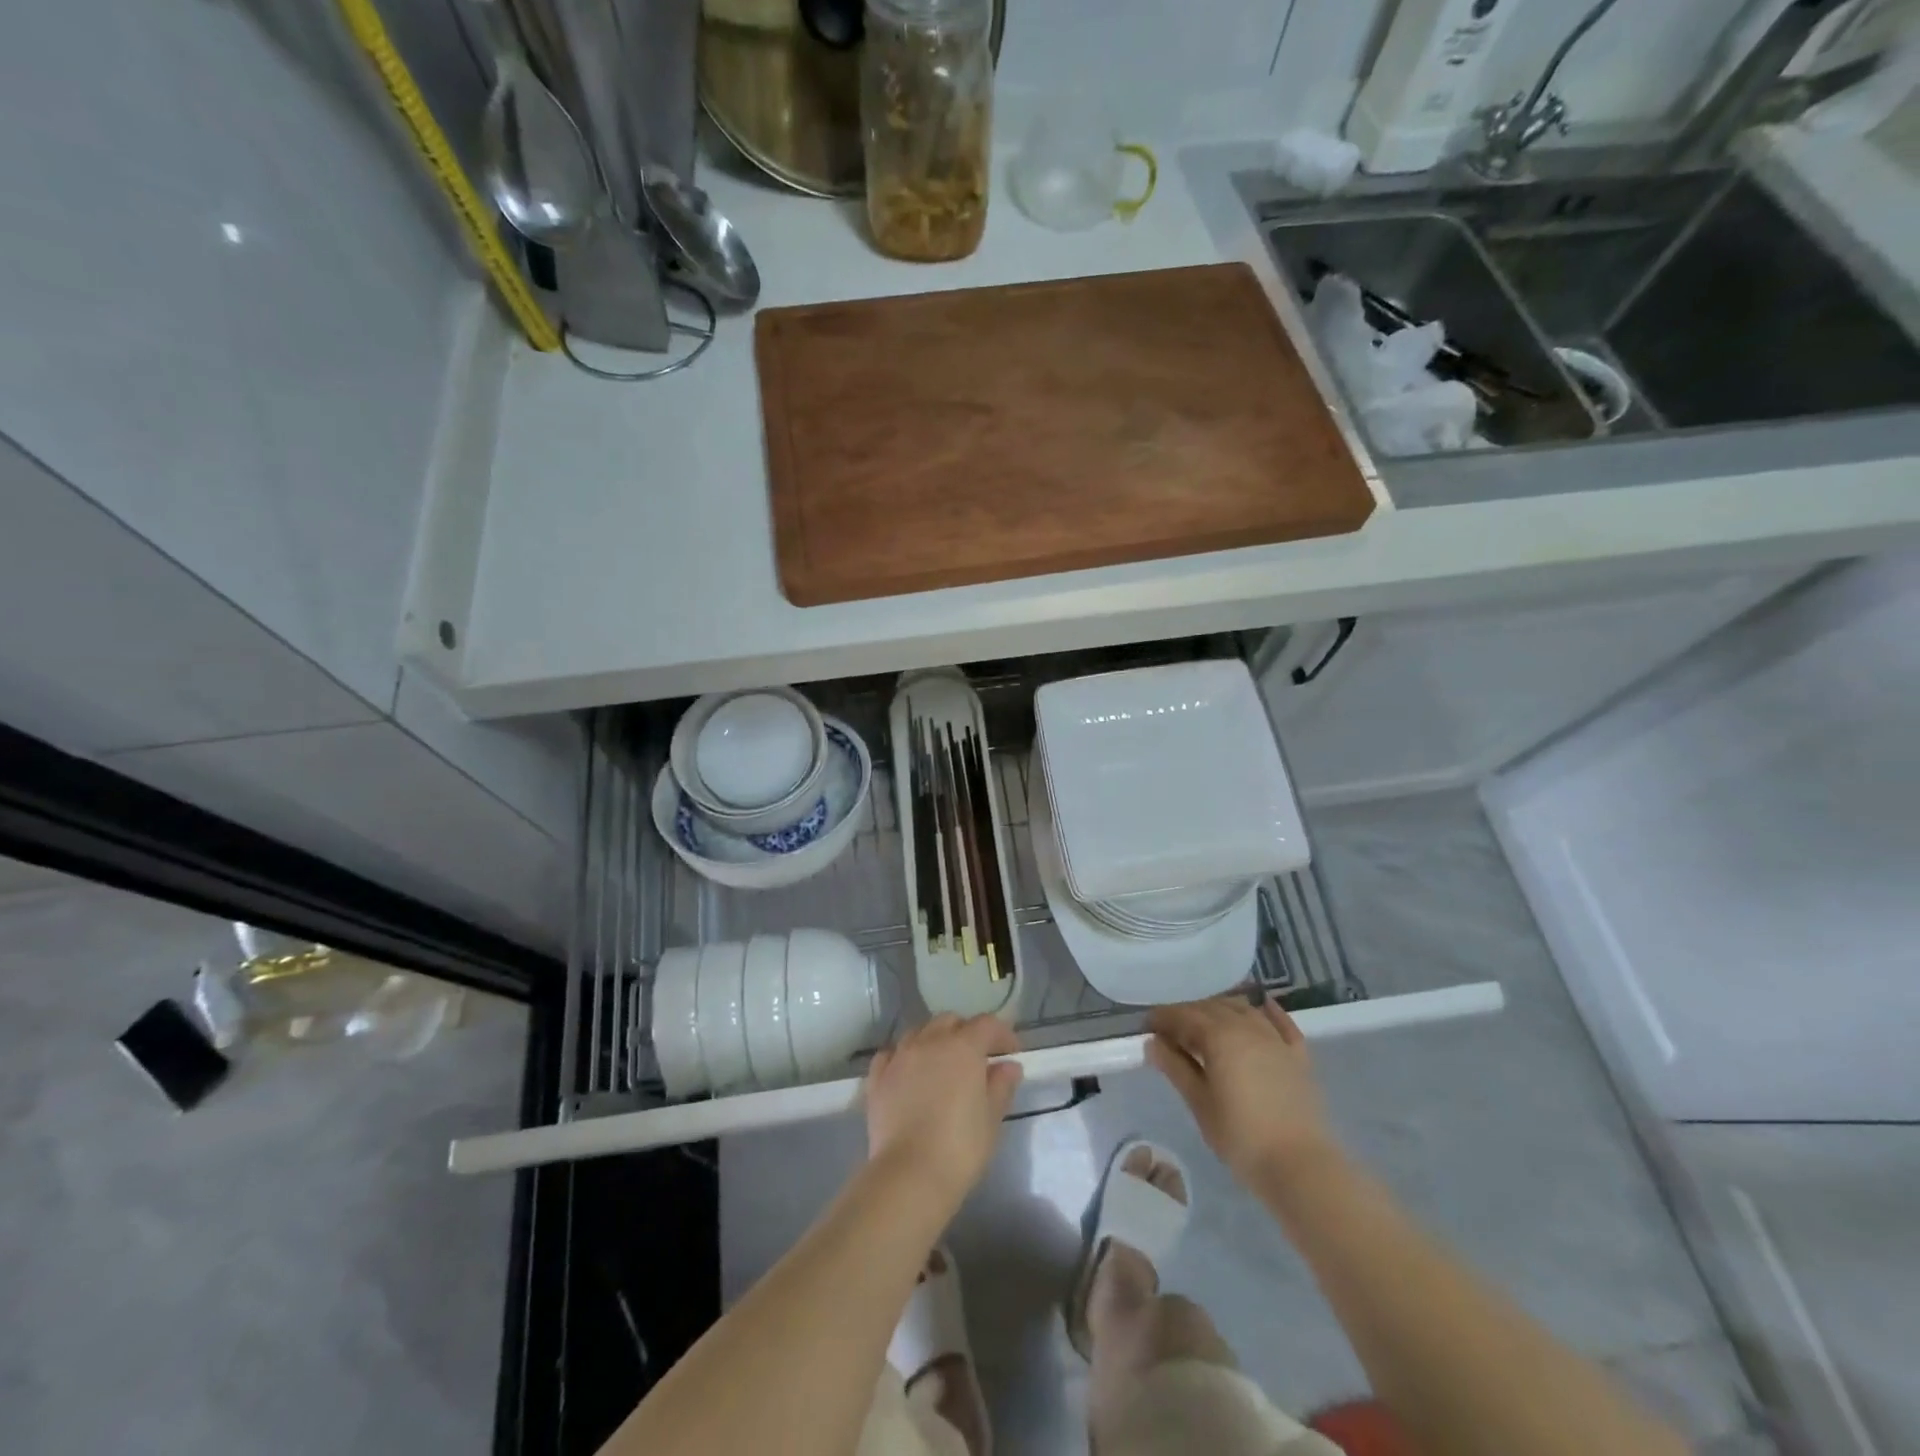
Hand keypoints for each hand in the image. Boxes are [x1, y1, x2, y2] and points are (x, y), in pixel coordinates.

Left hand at [865, 1014, 1022, 1209]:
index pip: (986, 1025)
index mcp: (963, 1047)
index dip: (1002, 1033)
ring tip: (942, 1063)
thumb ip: (1001, 1086)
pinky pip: (891, 1054)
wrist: (909, 1174)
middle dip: (966, 1032)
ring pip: (919, 1032)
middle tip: (978, 1057)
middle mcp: (929, 1042)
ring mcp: (900, 1057)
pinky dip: (903, 1056)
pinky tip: (909, 1072)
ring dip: (935, 1040)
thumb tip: (1009, 1066)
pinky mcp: (877, 1078)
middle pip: (950, 1021)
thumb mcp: (992, 1118)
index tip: (1012, 1051)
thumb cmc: (960, 1147)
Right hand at [1148, 996, 1334, 1185]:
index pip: (1184, 1015)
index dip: (1163, 1017)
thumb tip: (1153, 1043)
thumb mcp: (1200, 1104)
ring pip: (1243, 1009)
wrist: (1301, 1167)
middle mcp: (1247, 1027)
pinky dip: (1268, 1011)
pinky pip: (1281, 1022)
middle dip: (1188, 1013)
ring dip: (1220, 1009)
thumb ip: (1176, 1068)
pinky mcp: (1298, 1055)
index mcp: (1219, 1036)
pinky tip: (1261, 1004)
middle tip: (1171, 1030)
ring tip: (1205, 1024)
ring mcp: (1276, 1039)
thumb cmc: (1241, 1138)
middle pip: (1212, 1007)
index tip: (1147, 1026)